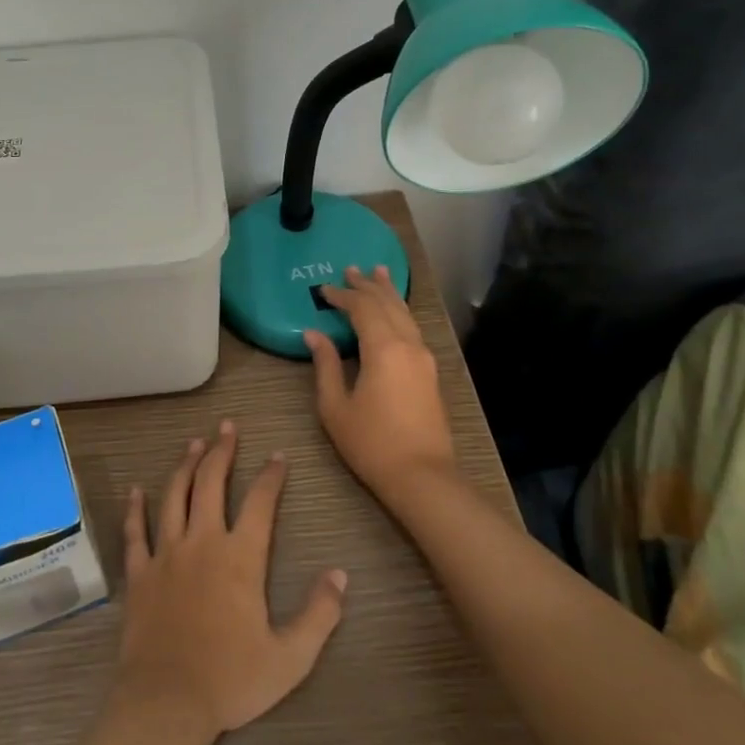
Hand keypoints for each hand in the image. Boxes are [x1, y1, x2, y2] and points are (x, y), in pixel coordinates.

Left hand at [112, 420, 347, 744]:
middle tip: (227, 426)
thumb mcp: (290, 657)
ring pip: (175, 496)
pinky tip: (135, 489)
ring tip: (194, 442)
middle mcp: (202, 542)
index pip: (260, 502)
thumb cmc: (231, 680)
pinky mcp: (140, 572)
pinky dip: (135, 508)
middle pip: (211, 483)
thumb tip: (340, 575)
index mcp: (240, 557)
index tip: (278, 456)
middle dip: (222, 451)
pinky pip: (136, 532)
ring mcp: (166, 554)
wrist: (166, 703)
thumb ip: (319, 614)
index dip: (271, 476)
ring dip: (185, 465)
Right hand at [304, 265, 457, 501]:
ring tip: (378, 273)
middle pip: (387, 304)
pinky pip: (412, 328)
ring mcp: (423, 357)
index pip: (362, 308)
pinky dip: (400, 312)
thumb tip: (314, 334)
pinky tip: (394, 312)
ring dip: (388, 293)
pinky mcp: (430, 372)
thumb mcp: (336, 406)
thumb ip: (325, 365)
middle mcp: (408, 344)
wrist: (422, 476)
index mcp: (383, 348)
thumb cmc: (371, 443)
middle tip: (351, 268)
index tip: (322, 289)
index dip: (342, 296)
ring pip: (405, 314)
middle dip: (367, 285)